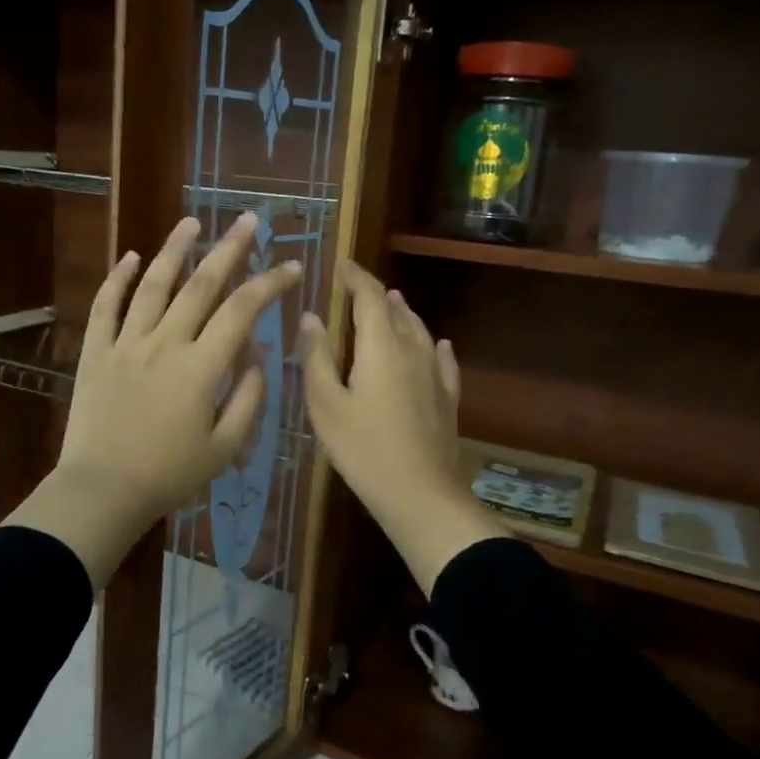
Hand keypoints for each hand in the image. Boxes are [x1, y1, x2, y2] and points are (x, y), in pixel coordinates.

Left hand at [4, 213, 302, 588]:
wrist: (102, 491)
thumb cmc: (169, 475)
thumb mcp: (225, 447)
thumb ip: (248, 398)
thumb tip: (257, 354)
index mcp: (201, 367)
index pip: (243, 311)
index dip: (271, 284)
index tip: (292, 266)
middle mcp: (165, 343)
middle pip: (202, 285)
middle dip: (230, 248)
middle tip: (249, 220)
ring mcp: (126, 343)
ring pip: (152, 284)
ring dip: (174, 249)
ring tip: (192, 222)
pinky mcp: (95, 352)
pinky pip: (105, 306)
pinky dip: (117, 278)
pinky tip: (130, 256)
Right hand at [299, 260, 505, 595]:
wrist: (419, 493)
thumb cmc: (362, 447)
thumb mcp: (325, 403)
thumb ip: (317, 357)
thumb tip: (312, 316)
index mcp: (381, 346)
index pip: (369, 296)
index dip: (355, 277)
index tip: (341, 265)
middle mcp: (413, 350)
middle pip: (397, 310)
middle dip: (377, 294)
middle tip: (358, 288)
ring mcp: (435, 374)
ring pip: (420, 331)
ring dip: (403, 314)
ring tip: (393, 302)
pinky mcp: (447, 399)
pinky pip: (442, 361)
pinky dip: (435, 347)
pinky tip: (440, 345)